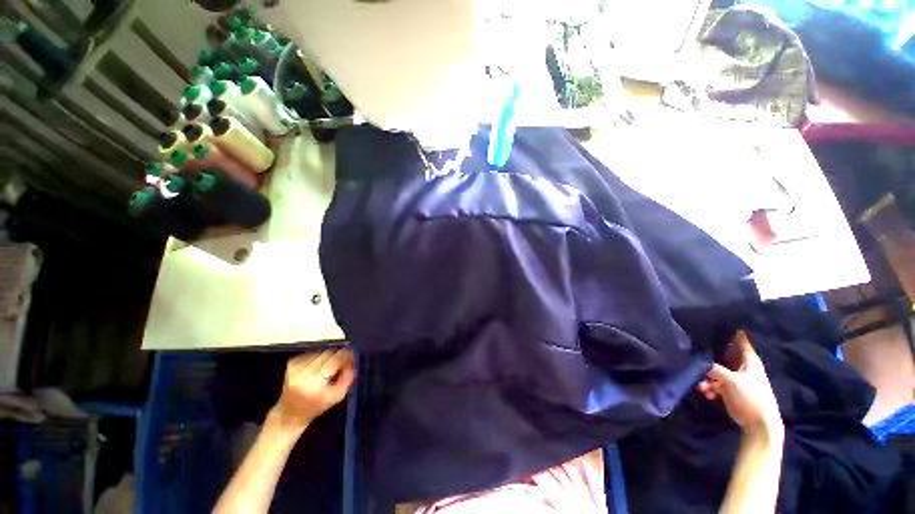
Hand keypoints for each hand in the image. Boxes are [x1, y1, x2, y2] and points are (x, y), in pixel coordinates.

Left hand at [272, 348, 354, 429]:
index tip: (355, 353)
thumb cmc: (315, 407)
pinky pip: (314, 352)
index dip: (347, 355)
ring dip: (331, 354)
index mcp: (312, 383)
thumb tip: (354, 358)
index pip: (335, 360)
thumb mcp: (337, 396)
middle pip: (328, 353)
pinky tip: (322, 364)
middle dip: (340, 353)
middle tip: (347, 358)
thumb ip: (348, 377)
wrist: (289, 413)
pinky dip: (322, 355)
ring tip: (333, 363)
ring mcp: (295, 365)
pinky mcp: (292, 361)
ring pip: (322, 350)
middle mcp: (301, 371)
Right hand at [697, 331, 781, 432]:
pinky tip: (706, 393)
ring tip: (702, 385)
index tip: (712, 322)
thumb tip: (697, 359)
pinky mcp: (730, 390)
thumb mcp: (731, 381)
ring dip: (706, 377)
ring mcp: (736, 379)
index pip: (740, 338)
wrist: (759, 425)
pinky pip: (715, 383)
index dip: (728, 330)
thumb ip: (713, 369)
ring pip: (716, 370)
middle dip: (708, 356)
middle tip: (694, 355)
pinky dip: (709, 387)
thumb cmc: (751, 398)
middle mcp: (742, 366)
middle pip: (723, 354)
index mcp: (749, 360)